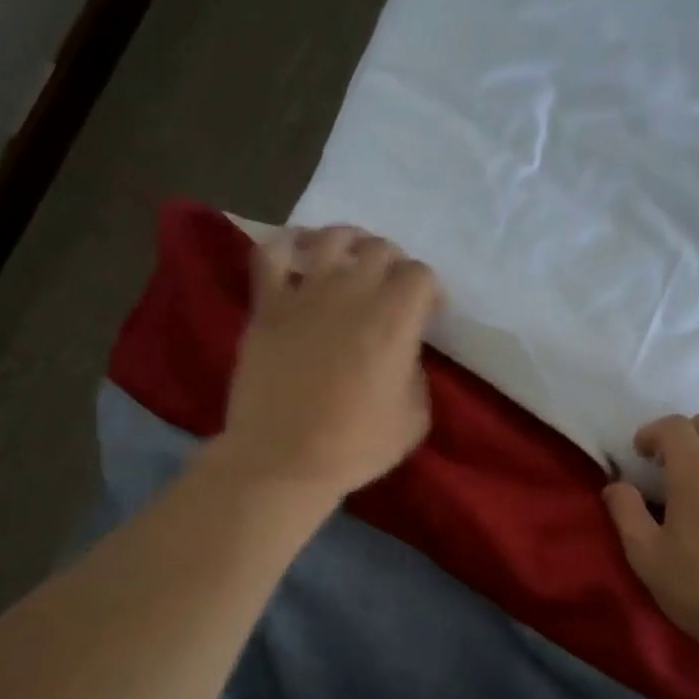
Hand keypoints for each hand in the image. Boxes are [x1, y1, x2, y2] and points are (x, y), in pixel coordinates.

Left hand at [219, 226, 439, 497]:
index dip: (430, 291)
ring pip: (331, 238)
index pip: (421, 275)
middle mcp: (352, 292)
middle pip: (381, 249)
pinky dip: (288, 244)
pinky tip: (298, 252)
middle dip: (395, 264)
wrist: (283, 460)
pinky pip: (272, 253)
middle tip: (392, 289)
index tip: (430, 313)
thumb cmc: (356, 445)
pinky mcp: (268, 305)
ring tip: (352, 260)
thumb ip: (417, 372)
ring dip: (350, 242)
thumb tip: (403, 353)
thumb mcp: (415, 417)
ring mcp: (305, 293)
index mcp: (394, 318)